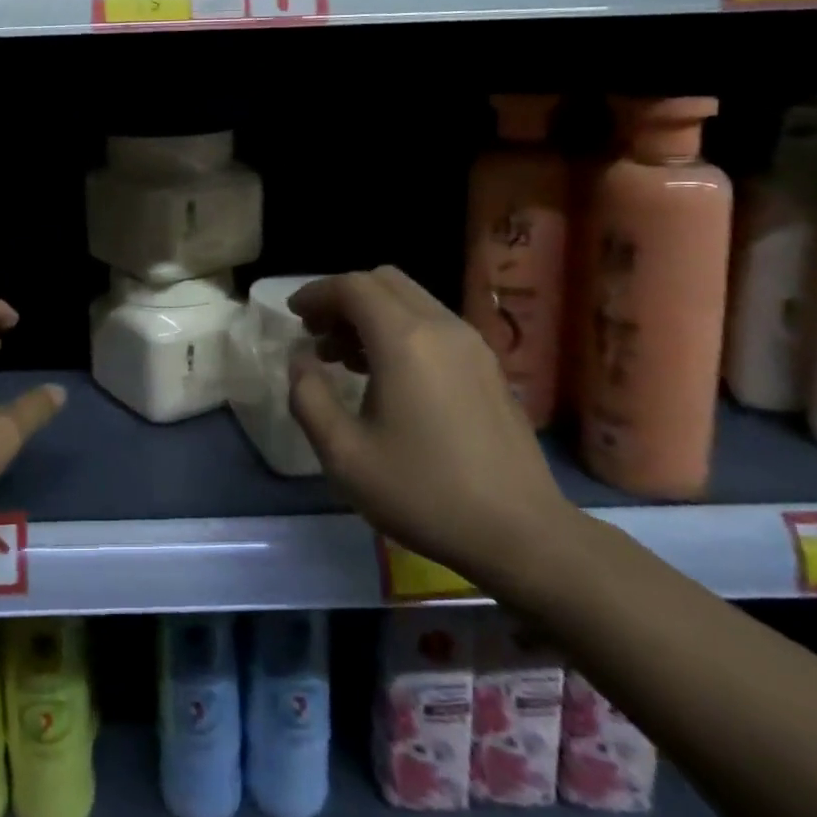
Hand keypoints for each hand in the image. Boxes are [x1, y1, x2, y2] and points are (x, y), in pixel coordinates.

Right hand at [286, 267, 576, 583]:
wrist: (522, 534)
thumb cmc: (423, 492)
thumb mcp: (344, 455)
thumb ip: (309, 397)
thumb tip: (300, 360)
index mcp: (404, 339)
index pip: (352, 287)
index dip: (316, 293)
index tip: (294, 314)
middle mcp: (441, 326)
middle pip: (384, 282)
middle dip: (343, 298)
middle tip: (317, 333)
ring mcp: (472, 344)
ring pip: (412, 300)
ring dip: (372, 314)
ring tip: (345, 357)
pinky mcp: (489, 366)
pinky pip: (434, 324)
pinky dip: (401, 329)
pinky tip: (389, 376)